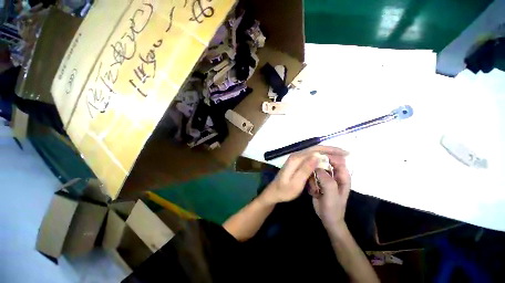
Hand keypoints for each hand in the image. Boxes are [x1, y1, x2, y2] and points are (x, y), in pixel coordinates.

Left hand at [261, 146, 348, 204]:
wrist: (274, 192)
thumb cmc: (285, 191)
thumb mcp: (295, 183)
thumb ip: (305, 169)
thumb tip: (317, 156)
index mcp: (296, 159)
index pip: (315, 150)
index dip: (330, 150)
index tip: (344, 153)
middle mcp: (296, 155)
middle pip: (315, 149)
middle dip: (331, 149)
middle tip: (345, 153)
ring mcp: (296, 158)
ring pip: (313, 152)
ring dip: (327, 152)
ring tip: (339, 157)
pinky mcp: (297, 162)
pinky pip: (310, 156)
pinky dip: (320, 157)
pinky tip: (327, 161)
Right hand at [310, 153, 350, 230]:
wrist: (327, 219)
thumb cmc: (333, 208)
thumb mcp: (332, 194)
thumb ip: (326, 179)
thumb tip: (317, 167)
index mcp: (342, 176)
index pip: (337, 160)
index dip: (327, 156)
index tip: (315, 158)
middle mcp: (334, 175)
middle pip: (324, 163)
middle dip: (317, 168)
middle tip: (312, 177)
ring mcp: (325, 178)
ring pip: (316, 169)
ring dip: (312, 178)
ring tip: (314, 189)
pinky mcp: (318, 182)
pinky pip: (312, 176)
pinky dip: (310, 182)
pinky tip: (313, 192)